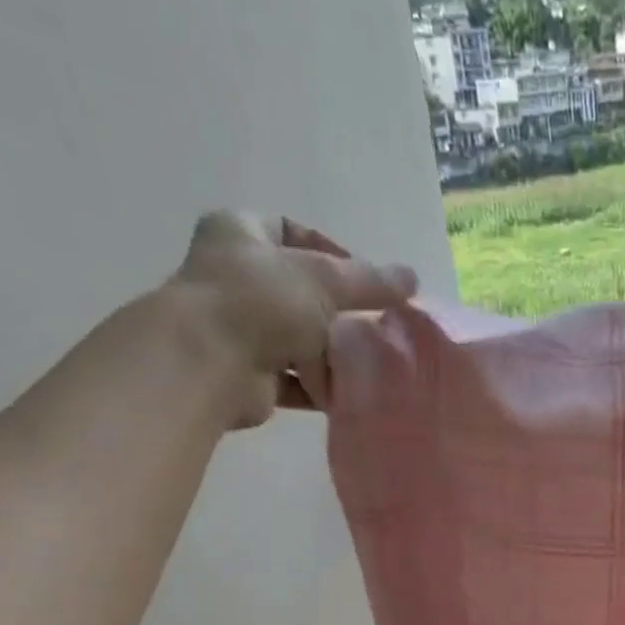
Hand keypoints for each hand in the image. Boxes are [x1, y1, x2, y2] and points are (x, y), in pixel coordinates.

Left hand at [167, 212, 417, 426]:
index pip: (290, 230)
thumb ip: (370, 281)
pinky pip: (292, 378)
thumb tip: (412, 278)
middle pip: (298, 290)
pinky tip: (347, 393)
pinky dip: (318, 386)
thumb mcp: (326, 280)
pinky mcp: (247, 373)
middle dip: (337, 311)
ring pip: (296, 337)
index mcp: (240, 233)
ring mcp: (237, 327)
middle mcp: (233, 276)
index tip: (363, 279)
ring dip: (330, 353)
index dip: (330, 250)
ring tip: (366, 363)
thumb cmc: (261, 302)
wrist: (212, 363)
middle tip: (372, 325)